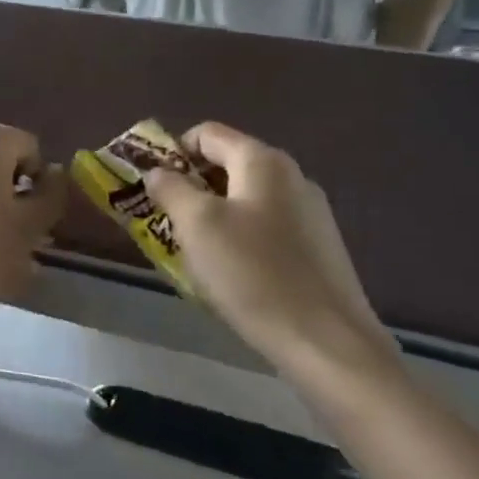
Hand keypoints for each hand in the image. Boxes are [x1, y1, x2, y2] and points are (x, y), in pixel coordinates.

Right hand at [142, 122, 400, 389]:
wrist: (326, 344)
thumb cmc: (252, 273)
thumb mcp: (196, 224)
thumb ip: (170, 188)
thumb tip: (158, 173)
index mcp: (262, 162)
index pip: (205, 134)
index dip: (171, 153)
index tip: (152, 187)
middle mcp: (291, 177)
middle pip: (225, 165)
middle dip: (188, 187)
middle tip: (163, 219)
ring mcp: (310, 214)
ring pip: (243, 199)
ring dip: (210, 215)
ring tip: (191, 250)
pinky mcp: (317, 248)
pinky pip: (263, 227)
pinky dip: (237, 238)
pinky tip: (228, 272)